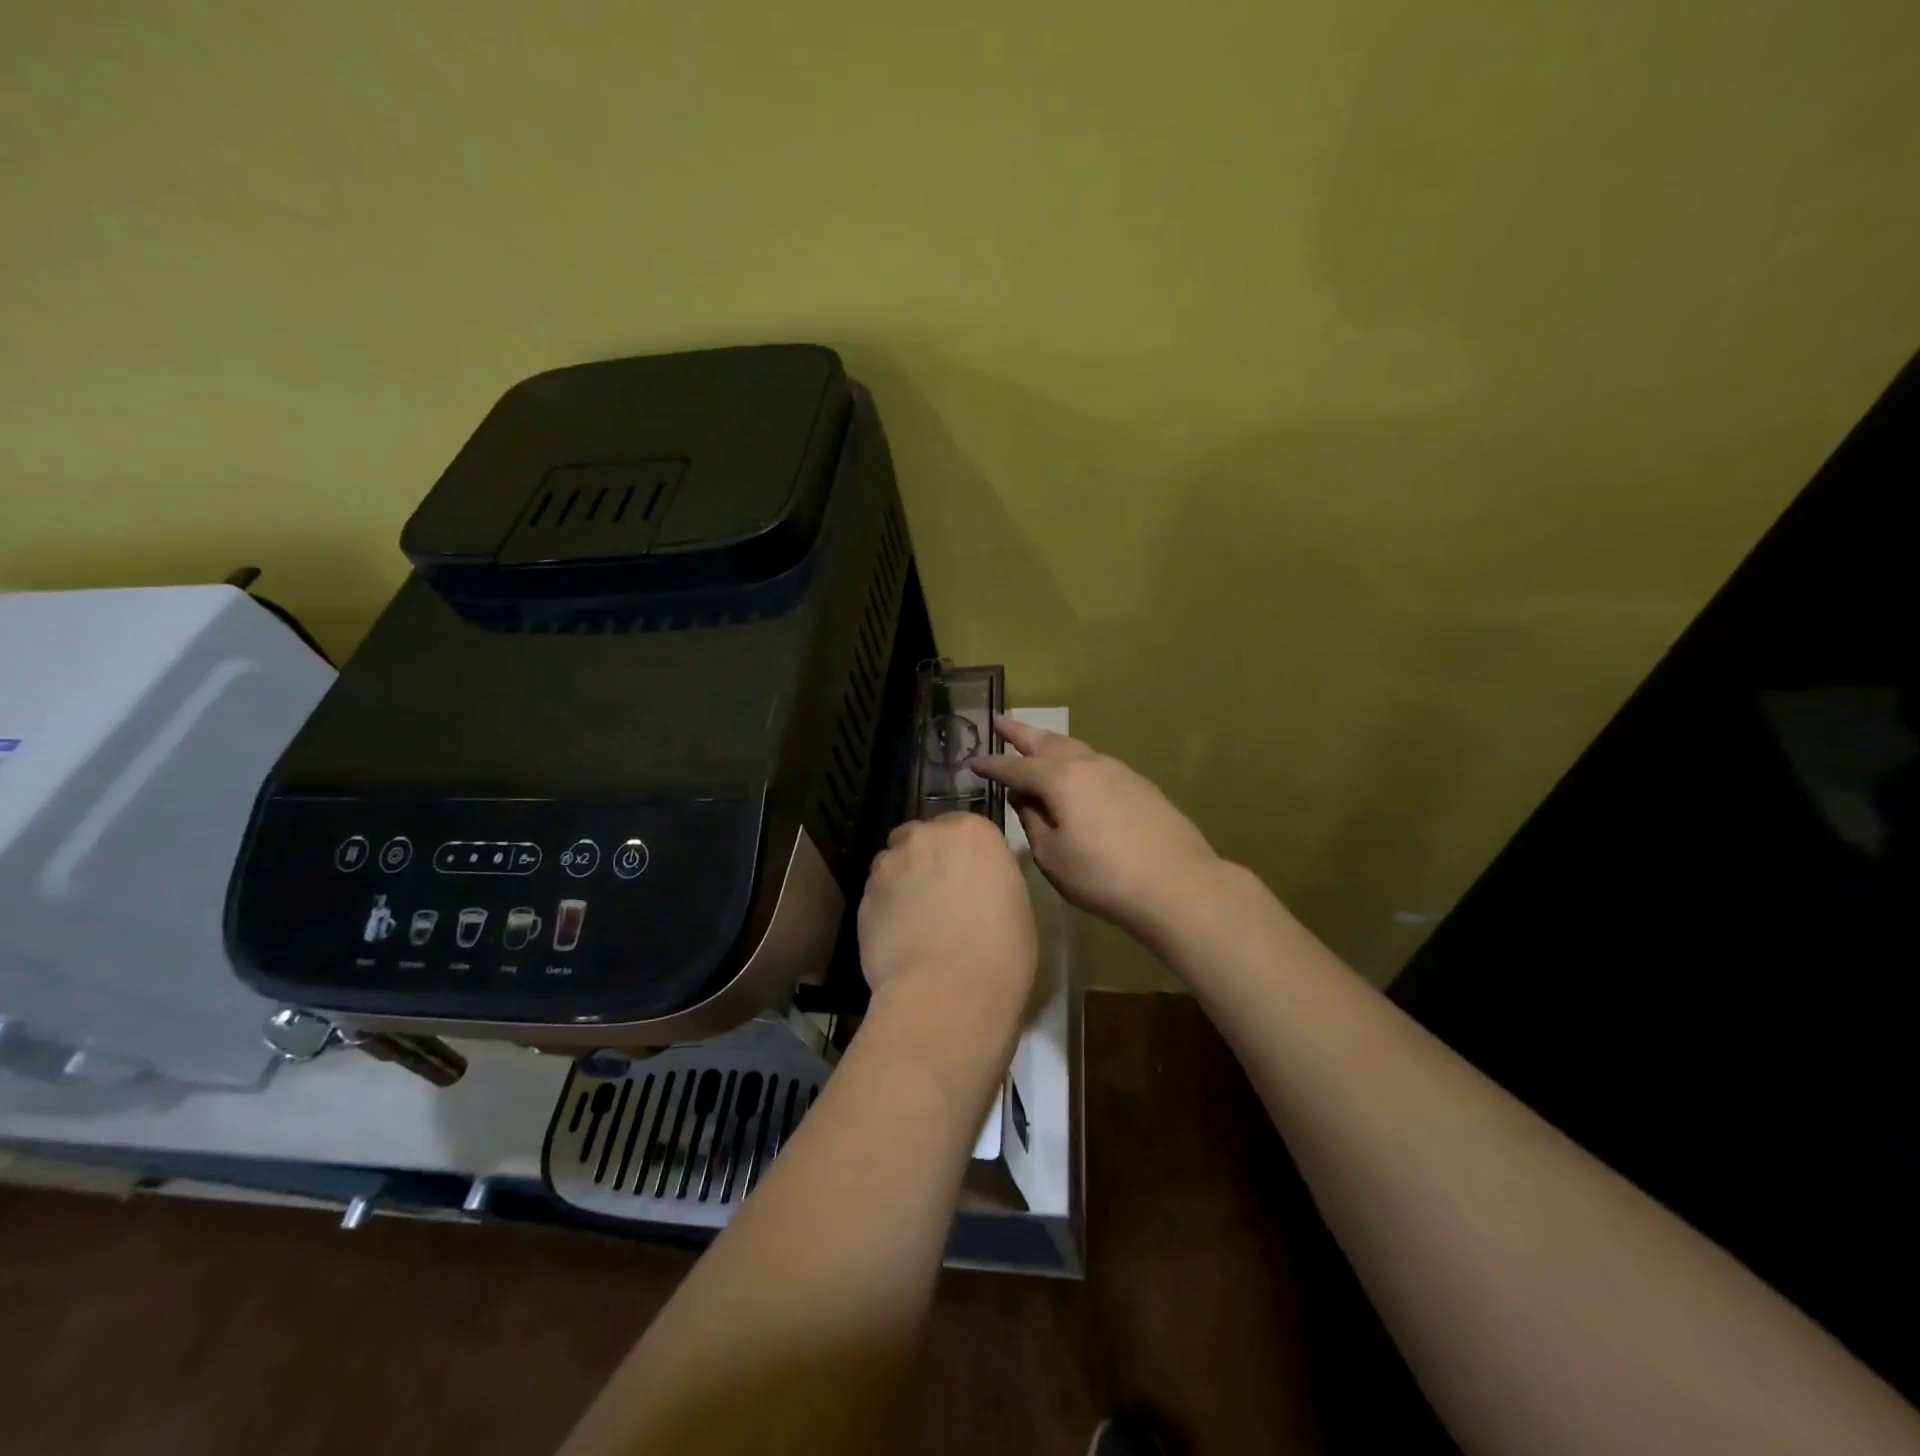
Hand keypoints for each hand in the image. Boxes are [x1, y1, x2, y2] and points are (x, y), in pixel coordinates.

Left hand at [858, 813, 1037, 1030]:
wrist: (947, 994)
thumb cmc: (1001, 952)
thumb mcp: (1015, 903)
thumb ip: (990, 876)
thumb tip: (975, 882)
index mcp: (973, 832)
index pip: (964, 828)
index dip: (964, 855)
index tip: (970, 879)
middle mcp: (926, 836)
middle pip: (921, 837)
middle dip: (927, 859)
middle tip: (940, 895)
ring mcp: (890, 864)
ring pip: (893, 863)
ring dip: (902, 881)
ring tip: (915, 919)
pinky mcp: (864, 896)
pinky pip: (877, 894)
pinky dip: (886, 908)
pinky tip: (898, 938)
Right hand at [972, 717, 1222, 944]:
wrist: (1177, 884)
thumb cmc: (1103, 875)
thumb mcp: (1053, 856)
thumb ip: (1033, 821)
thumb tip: (1025, 799)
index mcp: (1061, 779)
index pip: (1016, 767)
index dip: (992, 765)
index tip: (973, 761)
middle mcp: (1089, 764)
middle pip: (1048, 743)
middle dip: (1021, 733)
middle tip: (1001, 721)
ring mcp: (1119, 771)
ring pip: (1076, 749)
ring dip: (1051, 743)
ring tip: (1036, 741)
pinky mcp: (1140, 785)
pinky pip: (1097, 763)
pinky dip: (1077, 761)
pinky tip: (1077, 772)